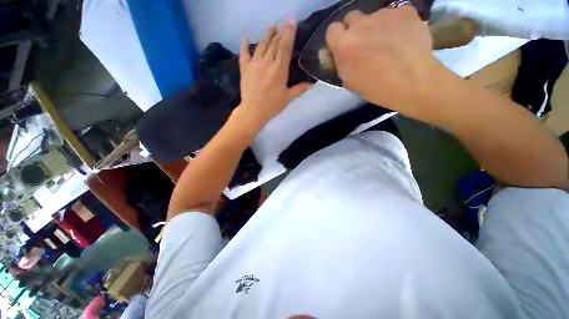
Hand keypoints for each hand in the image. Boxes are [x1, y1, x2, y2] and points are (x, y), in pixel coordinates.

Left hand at [236, 23, 312, 129]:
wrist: (253, 111)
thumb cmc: (272, 106)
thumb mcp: (288, 98)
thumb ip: (300, 89)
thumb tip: (313, 84)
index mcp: (279, 70)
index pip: (285, 47)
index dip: (289, 33)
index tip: (292, 23)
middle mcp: (267, 62)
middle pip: (274, 43)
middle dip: (280, 32)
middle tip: (283, 24)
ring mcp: (254, 64)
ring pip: (261, 45)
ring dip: (267, 34)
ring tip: (271, 26)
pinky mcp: (245, 68)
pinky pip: (244, 53)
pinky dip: (244, 44)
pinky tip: (246, 37)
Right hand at [326, 7, 447, 118]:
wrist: (412, 82)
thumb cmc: (375, 88)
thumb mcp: (349, 81)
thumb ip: (341, 62)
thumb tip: (340, 52)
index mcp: (344, 45)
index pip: (332, 30)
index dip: (338, 38)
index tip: (344, 46)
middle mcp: (360, 24)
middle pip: (351, 17)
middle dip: (355, 28)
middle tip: (365, 43)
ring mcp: (383, 14)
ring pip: (375, 16)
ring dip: (377, 27)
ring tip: (389, 43)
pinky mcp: (405, 11)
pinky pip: (396, 14)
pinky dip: (397, 24)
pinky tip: (403, 38)